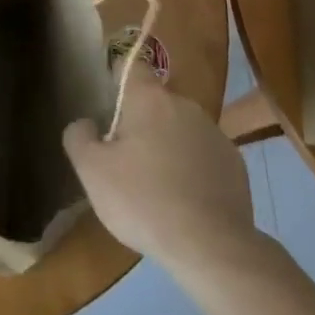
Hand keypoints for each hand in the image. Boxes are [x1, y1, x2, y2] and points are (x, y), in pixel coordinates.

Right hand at [63, 78, 260, 276]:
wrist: (212, 248)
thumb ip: (79, 137)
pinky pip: (203, 156)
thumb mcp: (91, 171)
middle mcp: (185, 106)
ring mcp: (215, 134)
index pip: (131, 66)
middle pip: (155, 103)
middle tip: (125, 158)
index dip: (118, 78)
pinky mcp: (235, 165)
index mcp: (150, 99)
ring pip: (180, 129)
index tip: (108, 101)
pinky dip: (192, 169)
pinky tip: (184, 202)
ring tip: (156, 186)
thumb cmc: (143, 201)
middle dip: (140, 122)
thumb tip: (85, 123)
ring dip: (167, 145)